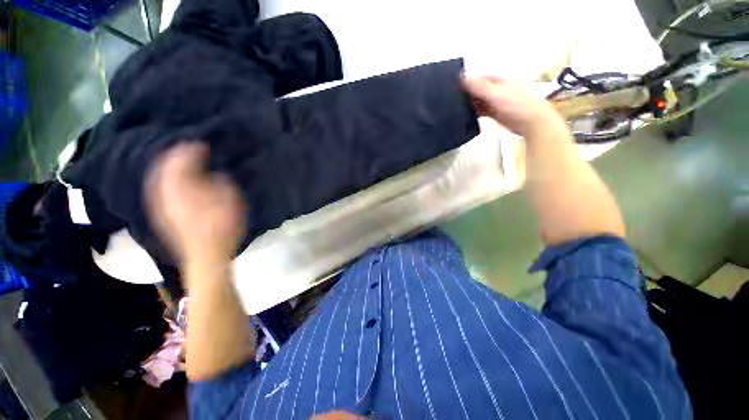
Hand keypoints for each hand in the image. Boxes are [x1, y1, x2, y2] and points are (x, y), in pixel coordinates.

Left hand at [146, 142, 246, 267]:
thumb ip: (222, 183)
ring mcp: (162, 204)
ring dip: (170, 167)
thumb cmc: (222, 226)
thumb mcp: (230, 200)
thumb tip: (214, 175)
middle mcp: (165, 191)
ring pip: (160, 178)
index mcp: (181, 186)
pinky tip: (177, 182)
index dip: (191, 149)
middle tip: (189, 149)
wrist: (206, 255)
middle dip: (176, 155)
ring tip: (182, 162)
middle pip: (164, 166)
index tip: (202, 143)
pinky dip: (168, 181)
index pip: (180, 159)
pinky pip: (161, 190)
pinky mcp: (164, 214)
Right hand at [462, 75, 565, 137]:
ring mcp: (495, 102)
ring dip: (469, 105)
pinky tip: (464, 117)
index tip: (452, 88)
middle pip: (477, 90)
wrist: (530, 122)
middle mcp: (495, 90)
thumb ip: (478, 86)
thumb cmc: (515, 104)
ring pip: (478, 101)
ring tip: (453, 110)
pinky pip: (481, 111)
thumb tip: (462, 75)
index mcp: (498, 81)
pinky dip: (473, 113)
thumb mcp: (495, 93)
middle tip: (449, 101)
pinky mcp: (494, 113)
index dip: (467, 82)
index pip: (478, 79)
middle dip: (466, 94)